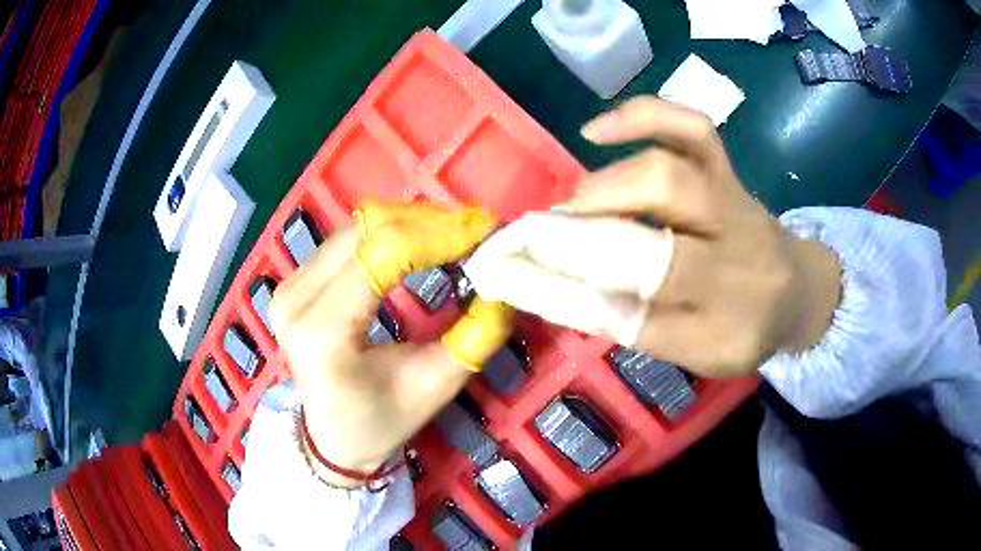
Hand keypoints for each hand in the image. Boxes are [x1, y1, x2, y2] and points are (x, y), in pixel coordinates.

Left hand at [269, 204, 512, 486]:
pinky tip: (419, 243)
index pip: (385, 254)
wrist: (334, 438)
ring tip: (454, 235)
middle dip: (429, 223)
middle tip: (476, 231)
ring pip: (357, 228)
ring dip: (410, 224)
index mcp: (323, 332)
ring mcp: (289, 286)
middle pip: (369, 230)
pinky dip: (388, 234)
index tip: (485, 232)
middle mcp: (296, 299)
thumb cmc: (383, 421)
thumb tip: (507, 283)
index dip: (440, 234)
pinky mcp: (294, 281)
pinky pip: (346, 240)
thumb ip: (475, 334)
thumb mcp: (436, 384)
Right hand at [560, 97, 840, 377]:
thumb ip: (642, 327)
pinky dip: (641, 116)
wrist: (797, 291)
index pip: (638, 306)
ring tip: (573, 208)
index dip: (567, 290)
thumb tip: (569, 291)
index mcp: (724, 315)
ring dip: (603, 187)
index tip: (514, 275)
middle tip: (540, 240)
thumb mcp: (700, 355)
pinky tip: (597, 130)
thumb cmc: (745, 327)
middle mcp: (731, 250)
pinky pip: (691, 126)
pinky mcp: (726, 168)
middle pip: (654, 234)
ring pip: (666, 172)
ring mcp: (730, 198)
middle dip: (582, 237)